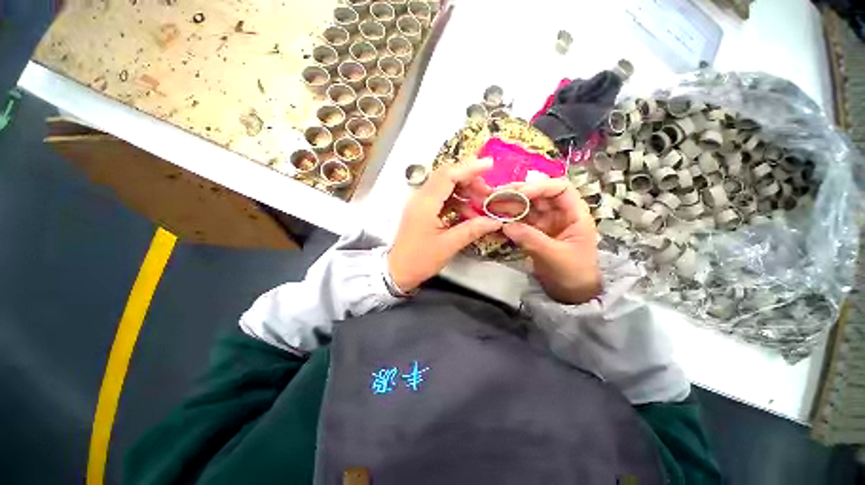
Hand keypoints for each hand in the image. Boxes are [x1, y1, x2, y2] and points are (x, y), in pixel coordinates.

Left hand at [388, 160, 502, 292]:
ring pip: (445, 186)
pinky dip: (457, 200)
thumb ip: (472, 230)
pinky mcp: (422, 210)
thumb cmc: (419, 259)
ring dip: (464, 190)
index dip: (470, 168)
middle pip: (446, 176)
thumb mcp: (448, 246)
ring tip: (480, 204)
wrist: (397, 270)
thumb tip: (495, 221)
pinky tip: (468, 213)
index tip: (490, 166)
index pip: (448, 175)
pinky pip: (441, 197)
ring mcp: (420, 203)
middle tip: (487, 192)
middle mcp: (421, 197)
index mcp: (426, 203)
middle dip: (469, 180)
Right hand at [502, 179, 601, 303]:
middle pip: (538, 195)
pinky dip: (506, 218)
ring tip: (489, 204)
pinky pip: (518, 220)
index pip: (559, 189)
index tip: (519, 194)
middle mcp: (558, 213)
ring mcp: (544, 222)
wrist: (570, 293)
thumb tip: (506, 226)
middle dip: (517, 193)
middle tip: (495, 195)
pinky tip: (493, 217)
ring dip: (508, 204)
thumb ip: (531, 239)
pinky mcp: (532, 231)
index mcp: (574, 214)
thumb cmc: (573, 273)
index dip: (539, 187)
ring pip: (525, 206)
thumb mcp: (554, 256)